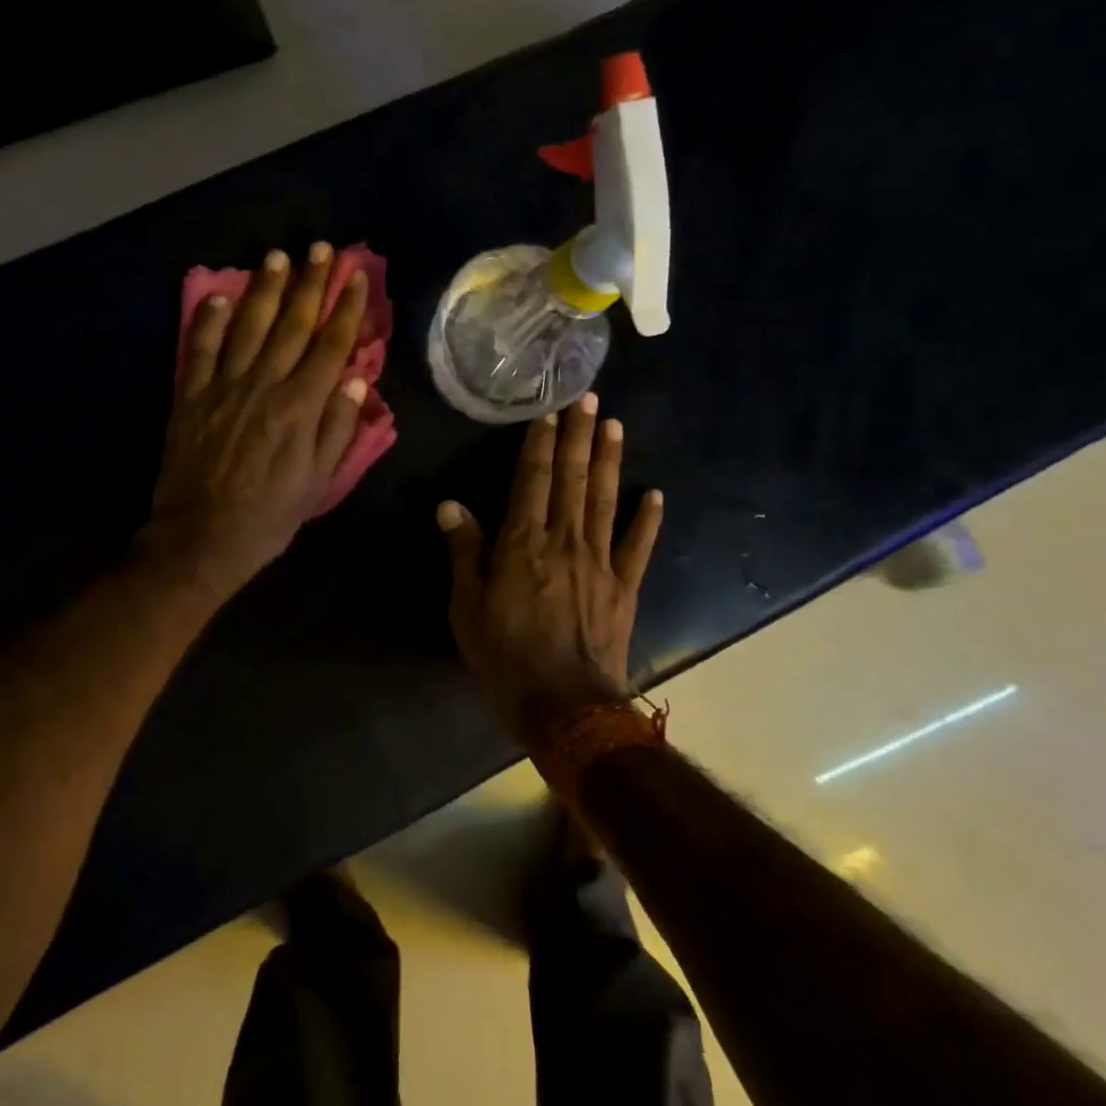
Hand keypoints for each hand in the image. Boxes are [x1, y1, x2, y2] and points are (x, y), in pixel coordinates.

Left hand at [144, 243, 369, 600]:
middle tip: (320, 249)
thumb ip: (337, 427)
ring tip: (277, 257)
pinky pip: (199, 349)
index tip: (355, 277)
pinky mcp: (191, 396)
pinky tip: (218, 297)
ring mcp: (223, 387)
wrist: (202, 536)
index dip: (345, 309)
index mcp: (300, 407)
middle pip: (291, 325)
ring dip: (264, 289)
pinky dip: (208, 321)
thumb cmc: (269, 515)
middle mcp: (263, 385)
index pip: (329, 346)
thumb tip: (354, 377)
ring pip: (247, 327)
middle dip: (309, 284)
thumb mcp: (318, 481)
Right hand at [437, 394, 662, 747]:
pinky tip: (655, 494)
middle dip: (579, 437)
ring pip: (604, 500)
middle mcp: (564, 541)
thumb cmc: (506, 658)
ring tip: (615, 426)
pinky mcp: (624, 586)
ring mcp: (600, 562)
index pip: (531, 481)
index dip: (539, 445)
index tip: (549, 412)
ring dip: (609, 461)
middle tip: (589, 399)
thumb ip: (464, 553)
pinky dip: (647, 519)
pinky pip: (638, 546)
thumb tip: (450, 506)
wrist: (566, 707)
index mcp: (522, 544)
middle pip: (572, 479)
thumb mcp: (467, 608)